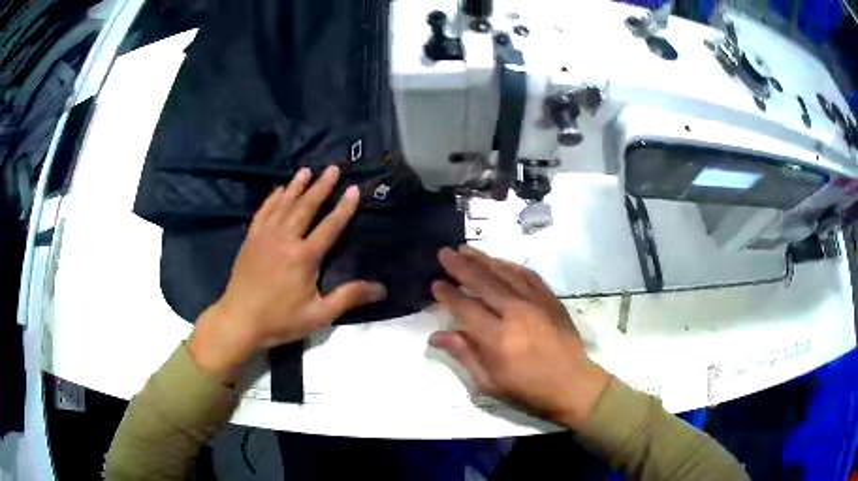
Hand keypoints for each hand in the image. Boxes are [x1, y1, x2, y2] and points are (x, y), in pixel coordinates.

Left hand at [189, 166, 386, 380]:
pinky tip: (279, 190)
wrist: (239, 320)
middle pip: (306, 207)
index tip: (353, 189)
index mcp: (304, 257)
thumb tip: (381, 289)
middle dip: (321, 187)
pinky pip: (263, 212)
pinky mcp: (251, 239)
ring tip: (307, 170)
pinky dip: (272, 199)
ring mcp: (265, 236)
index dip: (343, 208)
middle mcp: (285, 239)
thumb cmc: (280, 319)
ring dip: (297, 186)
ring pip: (284, 205)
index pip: (329, 226)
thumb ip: (348, 298)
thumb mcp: (318, 315)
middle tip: (333, 169)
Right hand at [429, 246, 609, 428]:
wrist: (572, 384)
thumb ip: (464, 354)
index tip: (435, 283)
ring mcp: (536, 303)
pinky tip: (498, 261)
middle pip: (483, 283)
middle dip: (460, 266)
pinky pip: (527, 275)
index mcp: (498, 339)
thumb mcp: (489, 382)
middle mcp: (516, 314)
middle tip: (444, 253)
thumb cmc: (528, 390)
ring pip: (504, 273)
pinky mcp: (550, 299)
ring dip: (483, 259)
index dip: (448, 295)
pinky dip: (510, 265)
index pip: (466, 308)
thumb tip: (435, 336)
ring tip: (465, 249)